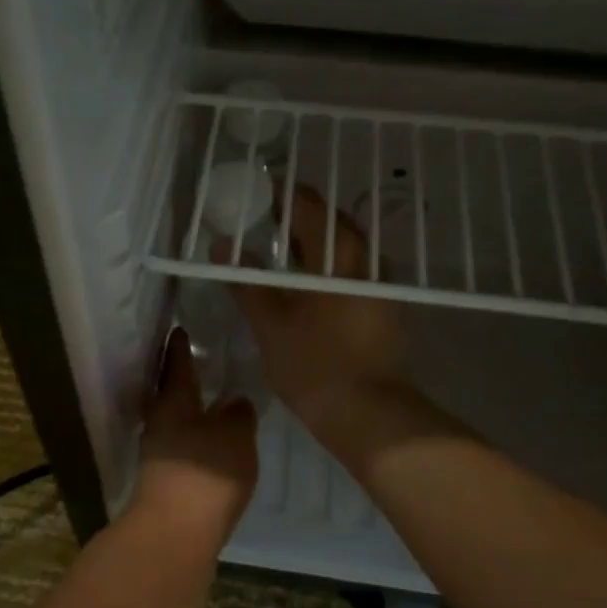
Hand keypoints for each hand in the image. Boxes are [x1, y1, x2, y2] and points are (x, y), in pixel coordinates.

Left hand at [132, 330, 257, 540]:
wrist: (175, 534)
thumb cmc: (205, 473)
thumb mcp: (234, 435)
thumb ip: (238, 414)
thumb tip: (235, 401)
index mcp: (173, 401)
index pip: (176, 363)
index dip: (179, 345)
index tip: (180, 328)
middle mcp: (159, 422)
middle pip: (170, 392)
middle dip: (182, 377)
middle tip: (201, 361)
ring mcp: (158, 454)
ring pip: (174, 420)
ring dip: (189, 409)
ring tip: (213, 402)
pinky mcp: (164, 481)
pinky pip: (181, 446)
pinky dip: (194, 437)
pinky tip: (212, 443)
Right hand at [224, 187, 407, 435]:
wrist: (369, 414)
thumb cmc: (314, 364)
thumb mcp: (270, 323)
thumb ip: (245, 281)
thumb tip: (220, 246)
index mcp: (338, 255)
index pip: (309, 206)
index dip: (282, 194)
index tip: (258, 193)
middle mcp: (366, 260)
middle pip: (331, 222)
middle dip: (299, 216)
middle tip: (265, 221)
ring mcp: (381, 284)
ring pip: (345, 248)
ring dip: (316, 241)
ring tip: (282, 250)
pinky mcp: (385, 306)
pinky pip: (354, 270)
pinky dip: (329, 265)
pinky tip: (309, 284)